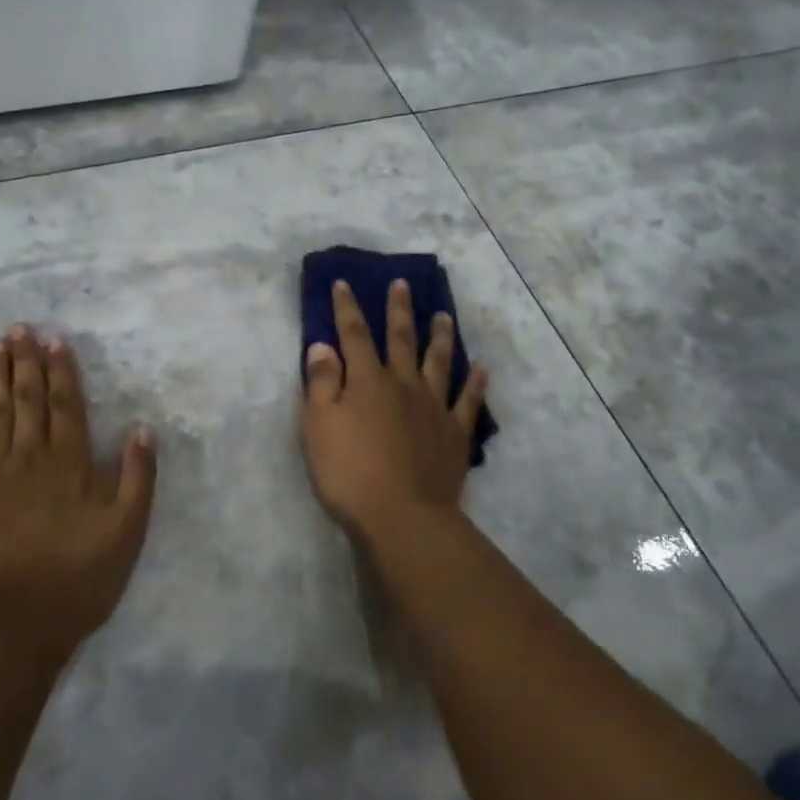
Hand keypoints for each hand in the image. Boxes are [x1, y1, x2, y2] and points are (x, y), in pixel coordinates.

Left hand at [0, 324, 156, 654]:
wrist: (17, 624)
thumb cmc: (79, 579)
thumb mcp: (128, 530)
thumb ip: (137, 476)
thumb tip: (142, 428)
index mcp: (70, 463)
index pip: (67, 406)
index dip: (62, 372)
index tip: (55, 340)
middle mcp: (30, 457)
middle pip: (29, 400)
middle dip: (26, 362)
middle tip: (20, 328)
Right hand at [300, 279, 490, 542]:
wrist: (403, 517)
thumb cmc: (350, 472)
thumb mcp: (319, 427)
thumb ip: (321, 383)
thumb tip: (323, 346)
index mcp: (367, 381)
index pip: (354, 335)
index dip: (347, 308)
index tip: (345, 283)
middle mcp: (403, 385)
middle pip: (401, 339)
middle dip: (399, 310)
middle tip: (403, 284)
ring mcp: (433, 408)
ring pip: (439, 362)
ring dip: (440, 337)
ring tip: (444, 315)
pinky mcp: (455, 434)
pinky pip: (468, 402)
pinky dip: (475, 384)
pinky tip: (480, 370)